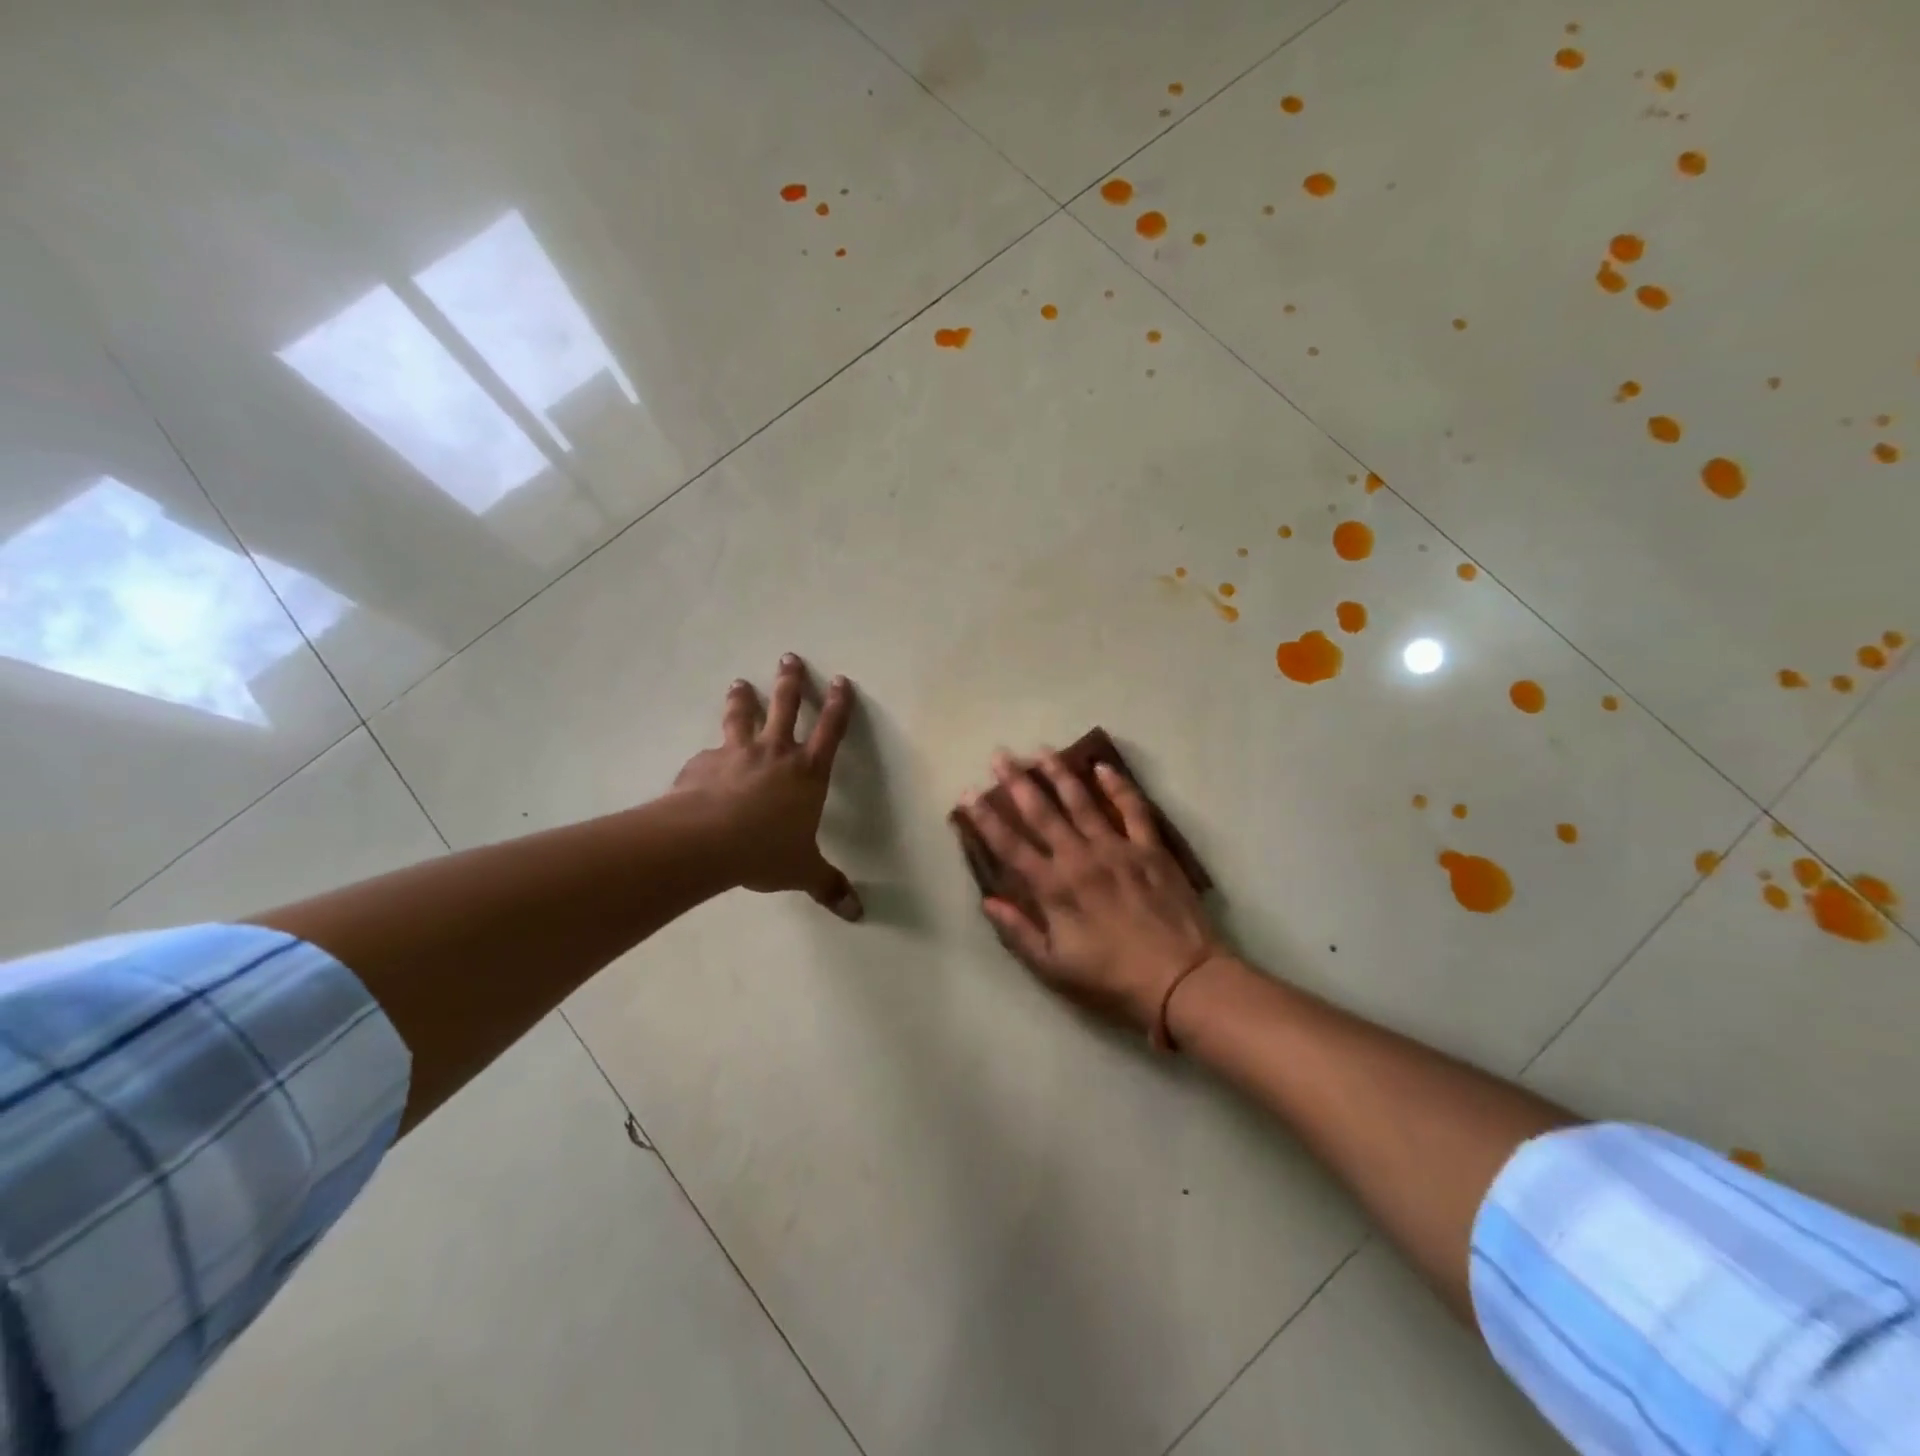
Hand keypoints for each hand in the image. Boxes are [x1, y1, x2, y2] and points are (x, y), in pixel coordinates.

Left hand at [673, 655, 861, 920]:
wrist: (705, 842)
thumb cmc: (764, 851)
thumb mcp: (802, 871)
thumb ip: (827, 886)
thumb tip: (856, 915)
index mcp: (807, 773)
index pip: (831, 730)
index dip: (838, 705)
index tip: (840, 680)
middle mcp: (774, 753)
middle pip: (786, 707)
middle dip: (790, 681)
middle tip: (788, 657)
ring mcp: (736, 754)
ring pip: (742, 717)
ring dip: (742, 698)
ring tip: (738, 683)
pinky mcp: (702, 763)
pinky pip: (708, 755)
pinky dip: (709, 755)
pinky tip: (702, 762)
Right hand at [957, 750, 1226, 1040]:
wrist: (1181, 979)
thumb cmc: (1111, 979)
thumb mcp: (1054, 967)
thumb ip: (1018, 932)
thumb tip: (988, 901)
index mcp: (1053, 887)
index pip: (1010, 846)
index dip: (985, 819)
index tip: (968, 793)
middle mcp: (1079, 858)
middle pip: (1042, 812)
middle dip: (1018, 782)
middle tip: (1001, 755)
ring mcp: (1117, 848)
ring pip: (1082, 802)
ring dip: (1059, 774)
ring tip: (1042, 750)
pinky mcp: (1150, 848)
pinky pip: (1132, 808)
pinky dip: (1118, 785)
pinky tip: (1103, 767)